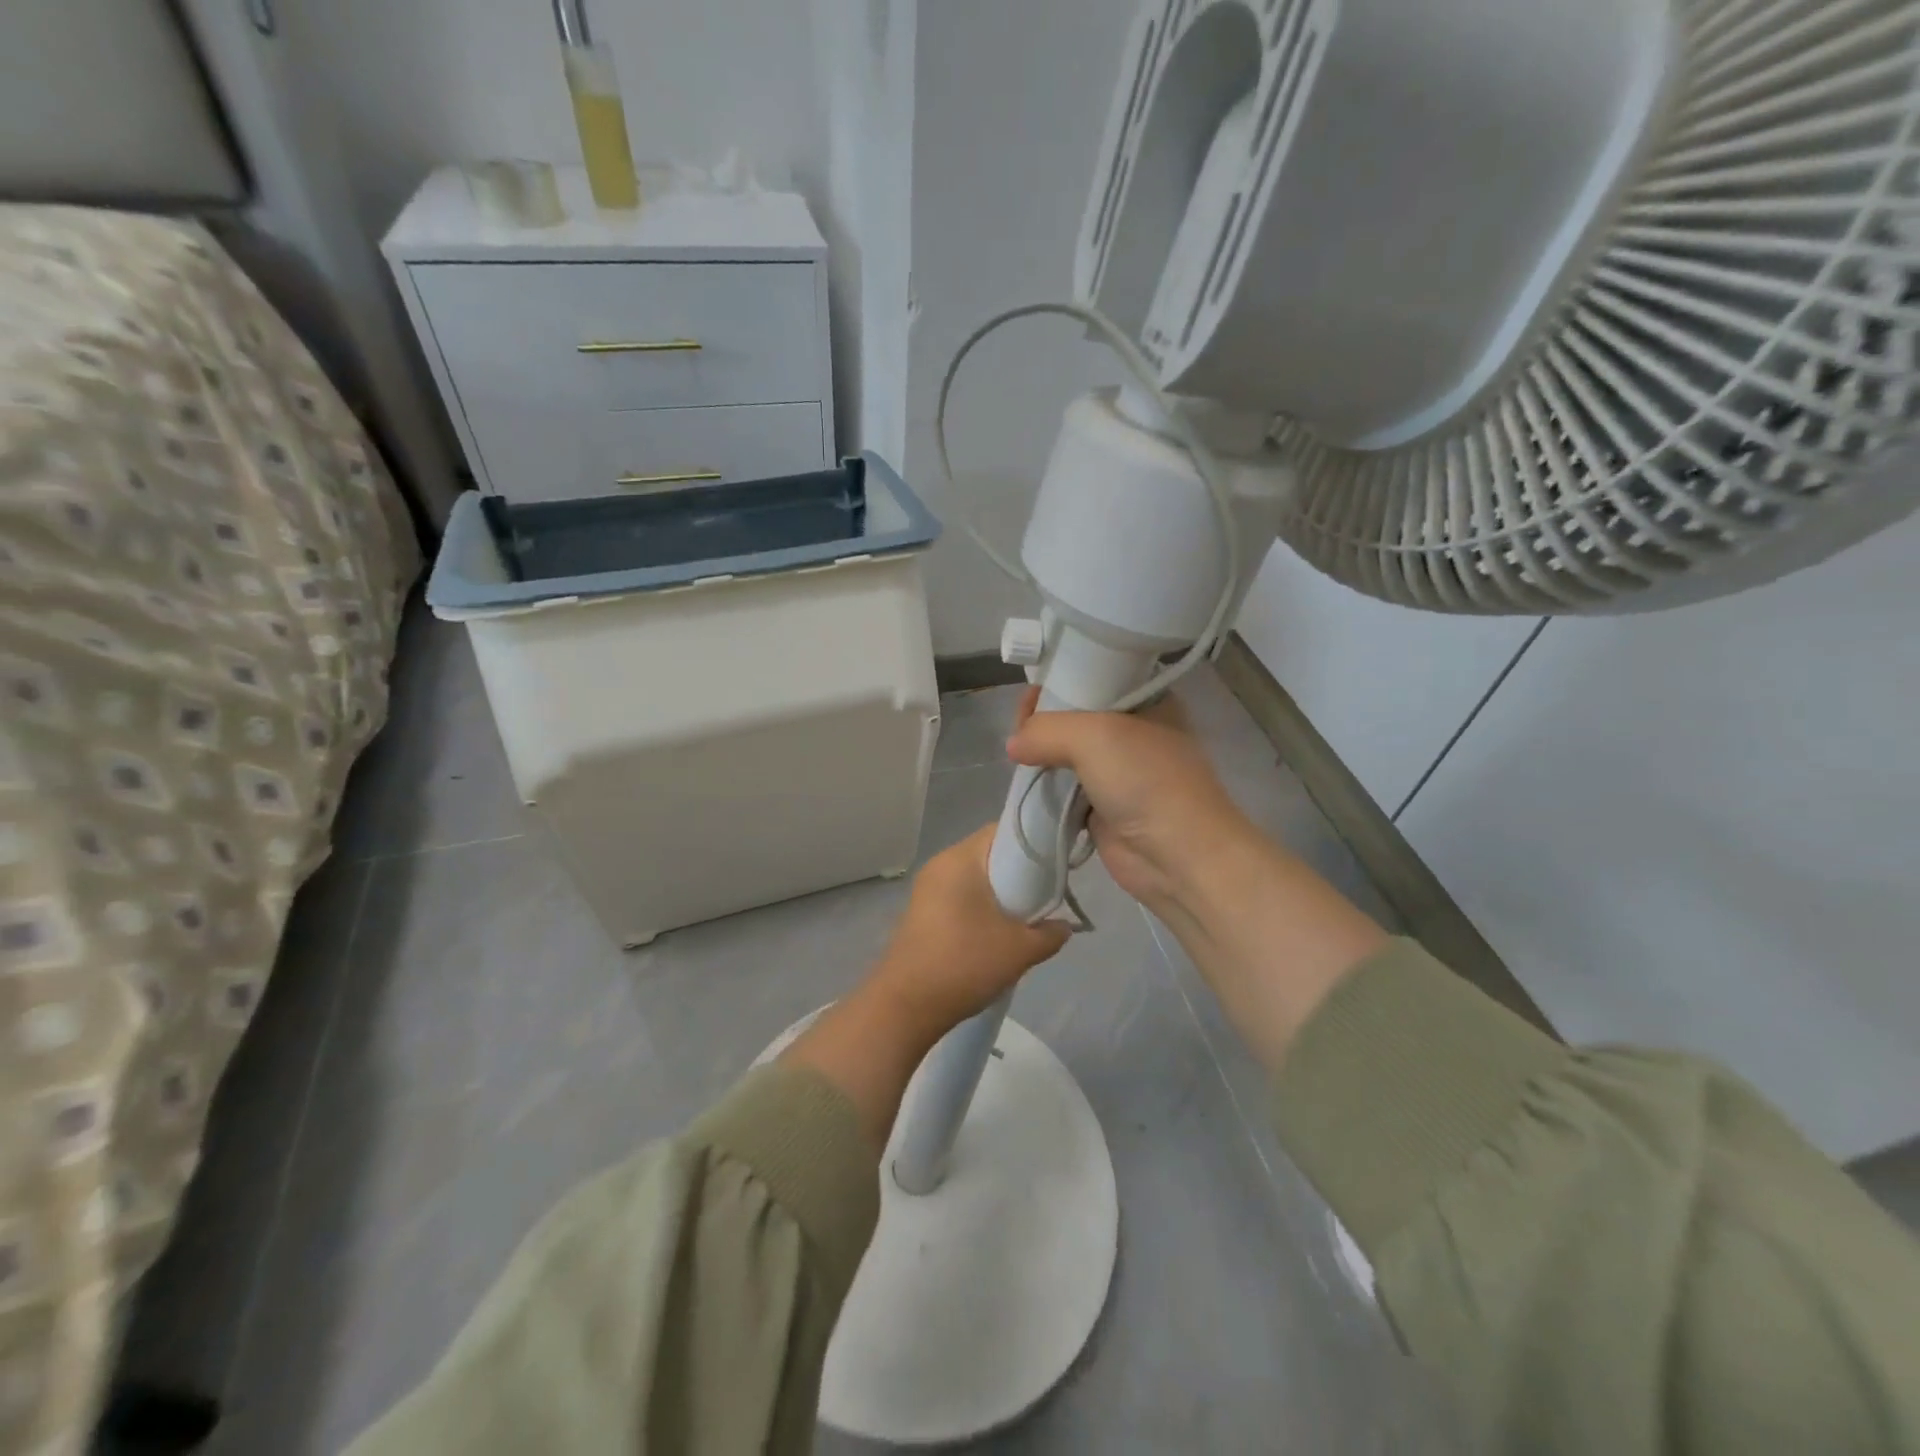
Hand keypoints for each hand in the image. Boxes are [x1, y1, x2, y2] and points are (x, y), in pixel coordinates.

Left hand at [781, 825, 1068, 1153]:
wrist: (905, 1007)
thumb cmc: (964, 964)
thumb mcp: (1020, 950)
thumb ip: (1050, 933)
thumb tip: (1063, 926)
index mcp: (960, 859)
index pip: (1004, 830)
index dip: (1035, 842)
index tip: (1057, 864)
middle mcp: (941, 865)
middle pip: (990, 854)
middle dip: (1021, 873)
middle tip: (1047, 896)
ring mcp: (928, 890)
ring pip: (976, 879)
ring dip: (1001, 895)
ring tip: (1026, 920)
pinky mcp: (923, 914)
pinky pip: (961, 898)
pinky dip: (983, 908)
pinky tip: (998, 935)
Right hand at [1005, 686, 1254, 916]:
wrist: (1179, 857)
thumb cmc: (1146, 781)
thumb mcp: (1094, 735)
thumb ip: (1046, 730)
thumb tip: (1013, 745)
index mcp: (1146, 702)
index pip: (1095, 678)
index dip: (1061, 680)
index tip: (1031, 691)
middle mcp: (1133, 733)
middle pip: (1076, 716)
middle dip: (1045, 719)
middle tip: (1018, 726)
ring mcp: (1119, 772)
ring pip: (1067, 754)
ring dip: (1042, 755)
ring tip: (1016, 754)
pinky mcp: (1103, 807)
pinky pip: (1065, 789)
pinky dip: (1046, 787)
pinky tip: (1024, 781)